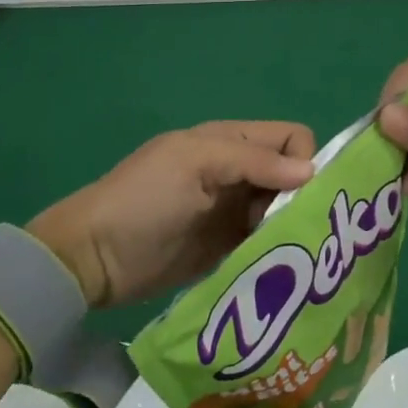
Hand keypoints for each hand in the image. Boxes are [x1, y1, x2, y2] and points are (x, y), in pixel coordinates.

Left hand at [26, 121, 315, 308]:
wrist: (96, 257)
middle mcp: (238, 172)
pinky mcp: (229, 247)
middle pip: (293, 177)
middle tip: (289, 232)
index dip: (304, 162)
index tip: (295, 197)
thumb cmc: (145, 200)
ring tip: (285, 255)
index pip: (292, 138)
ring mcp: (233, 212)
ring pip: (284, 211)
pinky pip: (267, 242)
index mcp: (230, 141)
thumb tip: (312, 173)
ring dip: (291, 229)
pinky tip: (277, 269)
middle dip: (301, 200)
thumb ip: (253, 161)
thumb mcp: (195, 164)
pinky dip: (277, 251)